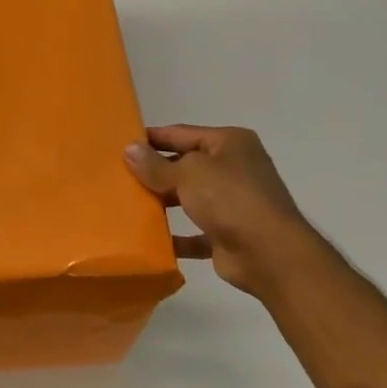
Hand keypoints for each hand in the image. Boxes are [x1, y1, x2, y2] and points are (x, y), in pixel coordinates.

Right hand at [124, 125, 307, 297]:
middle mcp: (233, 168)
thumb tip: (129, 149)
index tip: (120, 144)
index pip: (182, 133)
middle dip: (154, 172)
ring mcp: (232, 203)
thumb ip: (156, 165)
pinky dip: (175, 236)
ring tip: (126, 205)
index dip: (152, 138)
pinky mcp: (227, 234)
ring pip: (188, 198)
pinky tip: (148, 239)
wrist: (269, 253)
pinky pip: (194, 233)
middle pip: (185, 165)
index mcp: (229, 143)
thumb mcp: (188, 173)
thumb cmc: (230, 199)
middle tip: (117, 177)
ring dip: (162, 202)